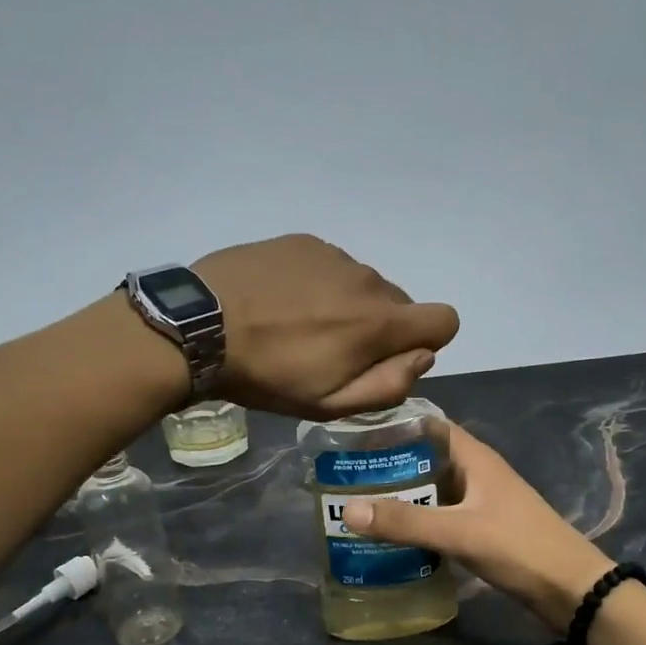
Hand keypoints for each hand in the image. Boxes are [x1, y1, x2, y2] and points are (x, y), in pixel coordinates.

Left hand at [192, 235, 459, 418]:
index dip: (427, 342)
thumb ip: (389, 385)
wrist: (200, 326)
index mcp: (380, 322)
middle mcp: (369, 279)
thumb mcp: (330, 403)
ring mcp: (335, 255)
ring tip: (300, 325)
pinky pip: (333, 265)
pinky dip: (321, 284)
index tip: (390, 357)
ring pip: (364, 284)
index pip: (445, 319)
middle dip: (380, 328)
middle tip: (332, 350)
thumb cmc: (268, 375)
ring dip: (349, 305)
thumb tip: (423, 358)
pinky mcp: (304, 241)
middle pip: (400, 303)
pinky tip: (283, 300)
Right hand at [340, 421, 613, 630]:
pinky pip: (444, 518)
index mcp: (475, 458)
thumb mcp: (458, 531)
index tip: (356, 434)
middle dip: (392, 465)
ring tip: (361, 504)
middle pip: (429, 459)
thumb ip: (405, 521)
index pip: (431, 426)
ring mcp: (483, 504)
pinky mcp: (484, 531)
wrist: (571, 589)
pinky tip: (394, 536)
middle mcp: (478, 474)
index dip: (396, 425)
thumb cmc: (518, 547)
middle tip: (347, 475)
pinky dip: (420, 522)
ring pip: (435, 491)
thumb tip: (347, 511)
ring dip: (405, 496)